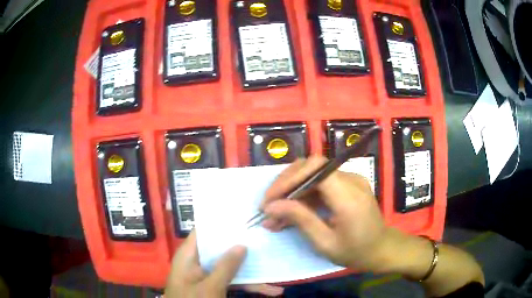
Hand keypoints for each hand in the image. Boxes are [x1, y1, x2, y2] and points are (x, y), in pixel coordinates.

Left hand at [165, 230, 283, 297]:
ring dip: (252, 270)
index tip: (244, 215)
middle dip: (243, 247)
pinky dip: (249, 285)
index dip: (221, 222)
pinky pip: (233, 281)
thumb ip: (226, 267)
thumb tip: (242, 244)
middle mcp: (198, 261)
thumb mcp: (210, 286)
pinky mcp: (215, 286)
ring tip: (276, 268)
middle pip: (221, 248)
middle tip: (266, 237)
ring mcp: (208, 275)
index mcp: (189, 255)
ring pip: (231, 266)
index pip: (204, 230)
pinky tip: (270, 290)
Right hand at [261, 156, 389, 270]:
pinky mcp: (348, 184)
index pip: (315, 169)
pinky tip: (291, 210)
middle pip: (311, 166)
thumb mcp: (325, 243)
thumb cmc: (356, 252)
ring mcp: (351, 179)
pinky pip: (320, 182)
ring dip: (291, 189)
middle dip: (285, 183)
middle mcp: (351, 180)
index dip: (289, 179)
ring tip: (275, 213)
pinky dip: (303, 194)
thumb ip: (300, 220)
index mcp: (349, 196)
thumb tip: (271, 207)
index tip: (269, 200)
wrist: (381, 249)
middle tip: (268, 206)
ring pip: (313, 172)